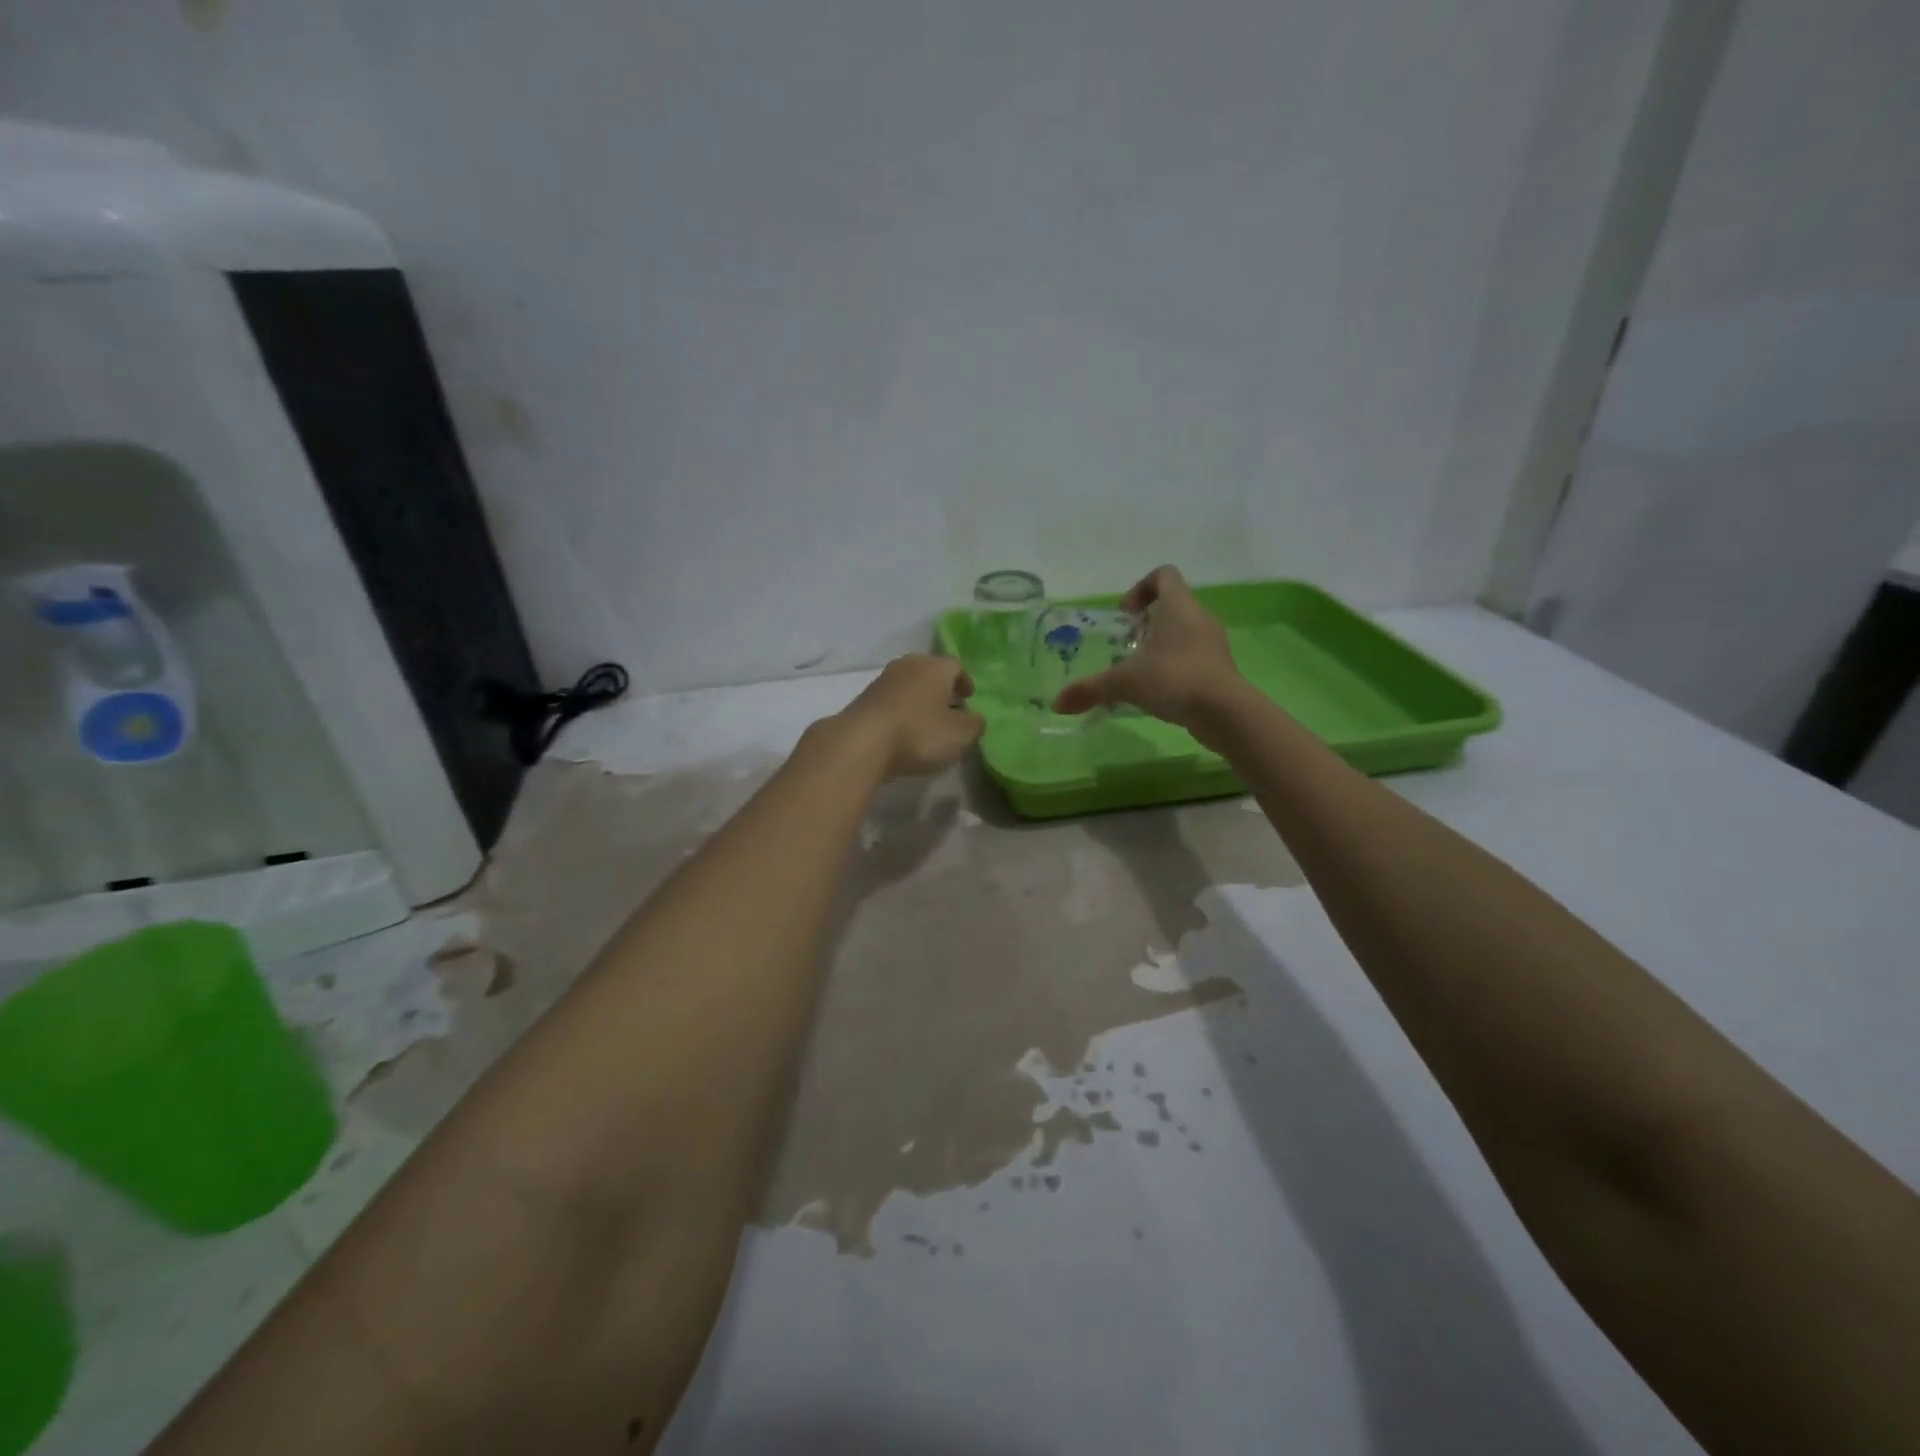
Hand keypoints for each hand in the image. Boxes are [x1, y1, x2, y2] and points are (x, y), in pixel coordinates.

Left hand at [834, 654, 985, 779]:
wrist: (861, 743)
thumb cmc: (919, 733)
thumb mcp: (960, 735)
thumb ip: (975, 725)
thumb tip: (976, 719)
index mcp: (935, 666)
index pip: (956, 666)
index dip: (965, 682)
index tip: (969, 697)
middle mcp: (908, 665)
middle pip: (930, 672)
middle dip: (941, 689)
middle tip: (950, 707)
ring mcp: (882, 680)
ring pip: (909, 686)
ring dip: (919, 700)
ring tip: (927, 722)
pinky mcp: (863, 699)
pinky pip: (891, 701)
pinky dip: (901, 711)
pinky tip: (904, 731)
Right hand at [1051, 566, 1243, 730]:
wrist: (1224, 712)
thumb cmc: (1173, 679)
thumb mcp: (1124, 683)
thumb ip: (1090, 689)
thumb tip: (1056, 704)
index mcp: (1178, 606)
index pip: (1163, 575)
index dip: (1141, 588)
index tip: (1126, 615)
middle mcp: (1199, 617)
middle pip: (1173, 604)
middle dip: (1147, 623)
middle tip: (1127, 645)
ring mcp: (1213, 643)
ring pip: (1184, 632)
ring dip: (1161, 645)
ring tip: (1141, 670)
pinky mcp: (1220, 667)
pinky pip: (1194, 655)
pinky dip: (1175, 665)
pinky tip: (1160, 690)